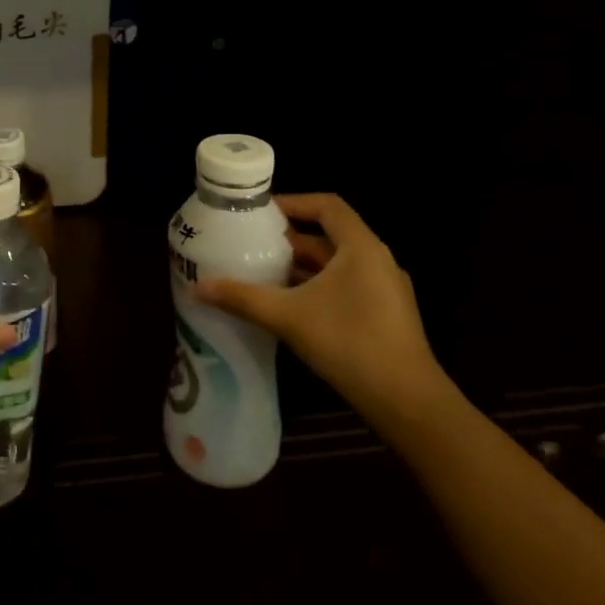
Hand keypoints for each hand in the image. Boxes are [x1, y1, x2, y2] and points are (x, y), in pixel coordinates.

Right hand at [194, 193, 445, 421]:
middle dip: (290, 238)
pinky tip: (289, 305)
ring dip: (302, 265)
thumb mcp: (288, 316)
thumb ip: (242, 298)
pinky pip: (346, 286)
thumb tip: (196, 288)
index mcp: (361, 248)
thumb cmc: (349, 343)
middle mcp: (377, 261)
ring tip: (262, 271)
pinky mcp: (385, 315)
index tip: (260, 212)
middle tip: (251, 242)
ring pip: (337, 264)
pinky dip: (316, 286)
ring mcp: (385, 289)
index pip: (327, 206)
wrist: (407, 401)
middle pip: (330, 235)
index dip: (293, 203)